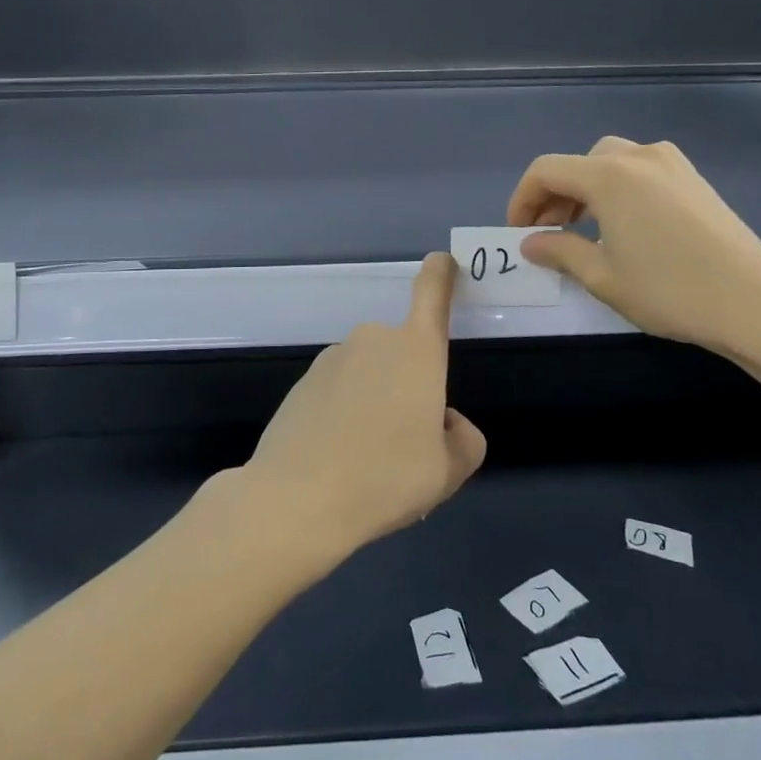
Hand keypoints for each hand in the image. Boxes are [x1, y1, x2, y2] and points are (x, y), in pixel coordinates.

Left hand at [240, 253, 486, 558]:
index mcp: (416, 351)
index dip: (440, 274)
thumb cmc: (386, 478)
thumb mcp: (448, 470)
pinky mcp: (303, 382)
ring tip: (368, 461)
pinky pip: (338, 391)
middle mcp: (374, 341)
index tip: (441, 260)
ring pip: (369, 375)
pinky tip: (336, 458)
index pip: (431, 294)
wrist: (298, 499)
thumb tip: (444, 423)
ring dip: (375, 402)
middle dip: (409, 386)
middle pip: (403, 353)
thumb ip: (463, 439)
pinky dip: (344, 414)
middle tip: (407, 444)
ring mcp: (332, 359)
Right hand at [507, 136, 760, 359]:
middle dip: (555, 195)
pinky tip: (624, 225)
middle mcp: (638, 157)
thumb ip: (559, 252)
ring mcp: (671, 164)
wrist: (753, 302)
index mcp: (609, 176)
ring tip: (583, 230)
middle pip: (579, 163)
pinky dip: (618, 189)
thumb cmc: (669, 290)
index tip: (519, 233)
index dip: (523, 199)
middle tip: (549, 234)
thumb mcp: (602, 277)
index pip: (546, 171)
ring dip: (586, 190)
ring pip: (611, 162)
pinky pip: (641, 170)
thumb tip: (531, 243)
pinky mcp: (694, 179)